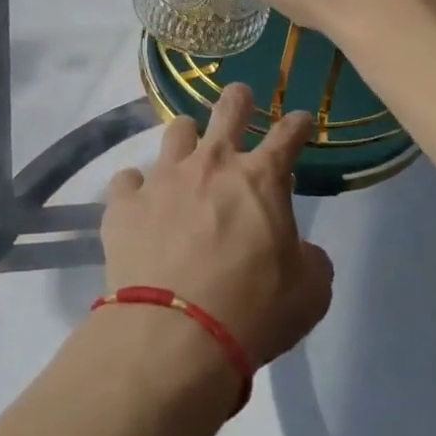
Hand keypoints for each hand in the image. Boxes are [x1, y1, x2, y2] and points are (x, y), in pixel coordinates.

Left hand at [101, 84, 333, 369]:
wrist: (174, 336)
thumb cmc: (252, 312)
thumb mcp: (309, 294)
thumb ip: (310, 261)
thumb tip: (301, 251)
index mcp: (261, 179)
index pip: (288, 135)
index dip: (298, 124)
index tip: (301, 120)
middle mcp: (212, 164)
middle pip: (228, 108)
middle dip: (238, 99)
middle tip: (240, 98)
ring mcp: (164, 178)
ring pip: (176, 131)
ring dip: (186, 139)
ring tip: (187, 154)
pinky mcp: (125, 202)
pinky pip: (128, 179)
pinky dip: (137, 190)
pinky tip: (140, 205)